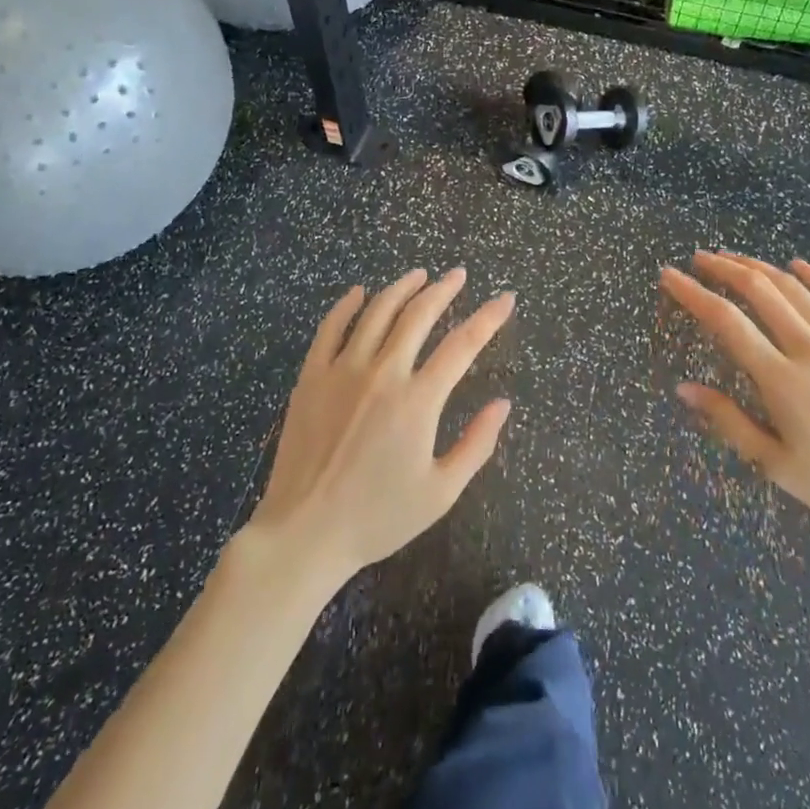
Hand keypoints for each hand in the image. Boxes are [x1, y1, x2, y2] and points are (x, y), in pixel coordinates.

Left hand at [242, 268, 513, 586]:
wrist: (304, 534)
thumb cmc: (377, 517)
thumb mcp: (440, 492)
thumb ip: (477, 445)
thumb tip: (503, 404)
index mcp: (418, 400)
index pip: (463, 344)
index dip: (489, 318)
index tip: (505, 298)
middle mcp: (383, 373)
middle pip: (418, 314)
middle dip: (444, 289)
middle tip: (458, 275)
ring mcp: (343, 370)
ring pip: (377, 311)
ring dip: (402, 288)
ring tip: (419, 275)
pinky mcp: (312, 376)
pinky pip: (331, 327)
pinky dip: (347, 304)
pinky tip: (360, 293)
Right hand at [661, 252, 809, 547]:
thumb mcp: (775, 465)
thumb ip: (727, 420)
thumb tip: (683, 388)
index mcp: (781, 380)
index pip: (725, 321)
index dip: (692, 293)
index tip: (669, 276)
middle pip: (758, 290)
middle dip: (722, 268)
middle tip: (698, 259)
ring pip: (794, 287)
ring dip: (758, 266)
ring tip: (732, 257)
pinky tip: (796, 265)